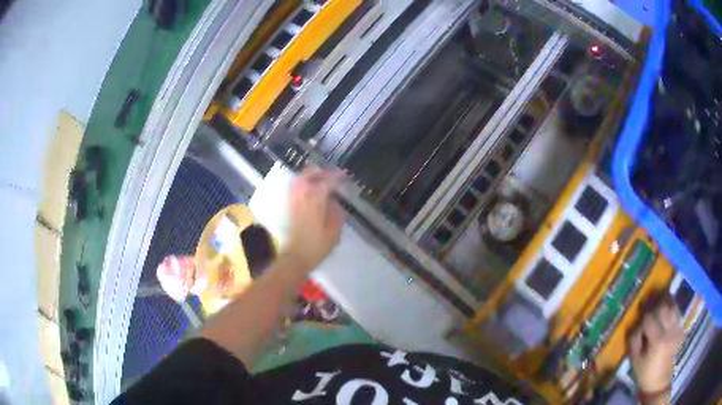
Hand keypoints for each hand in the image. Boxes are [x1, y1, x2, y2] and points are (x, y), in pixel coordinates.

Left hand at [281, 166, 343, 272]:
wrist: (295, 257)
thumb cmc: (317, 245)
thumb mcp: (335, 229)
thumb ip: (336, 209)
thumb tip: (333, 200)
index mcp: (315, 196)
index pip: (328, 179)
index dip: (338, 176)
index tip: (345, 176)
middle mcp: (301, 192)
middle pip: (311, 172)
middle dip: (323, 172)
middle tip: (333, 178)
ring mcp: (292, 197)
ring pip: (301, 177)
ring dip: (312, 177)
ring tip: (322, 184)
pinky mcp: (286, 204)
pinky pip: (295, 186)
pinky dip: (303, 184)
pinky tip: (311, 192)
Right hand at [628, 299, 683, 398]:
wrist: (660, 383)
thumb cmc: (646, 374)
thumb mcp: (636, 362)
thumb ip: (635, 341)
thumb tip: (636, 326)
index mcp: (657, 340)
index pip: (649, 318)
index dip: (643, 319)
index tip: (640, 325)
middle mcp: (669, 330)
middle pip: (663, 308)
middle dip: (654, 310)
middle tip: (650, 316)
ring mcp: (677, 329)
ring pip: (672, 307)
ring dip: (665, 308)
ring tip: (659, 314)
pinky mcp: (681, 330)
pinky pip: (677, 314)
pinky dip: (671, 312)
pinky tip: (667, 319)